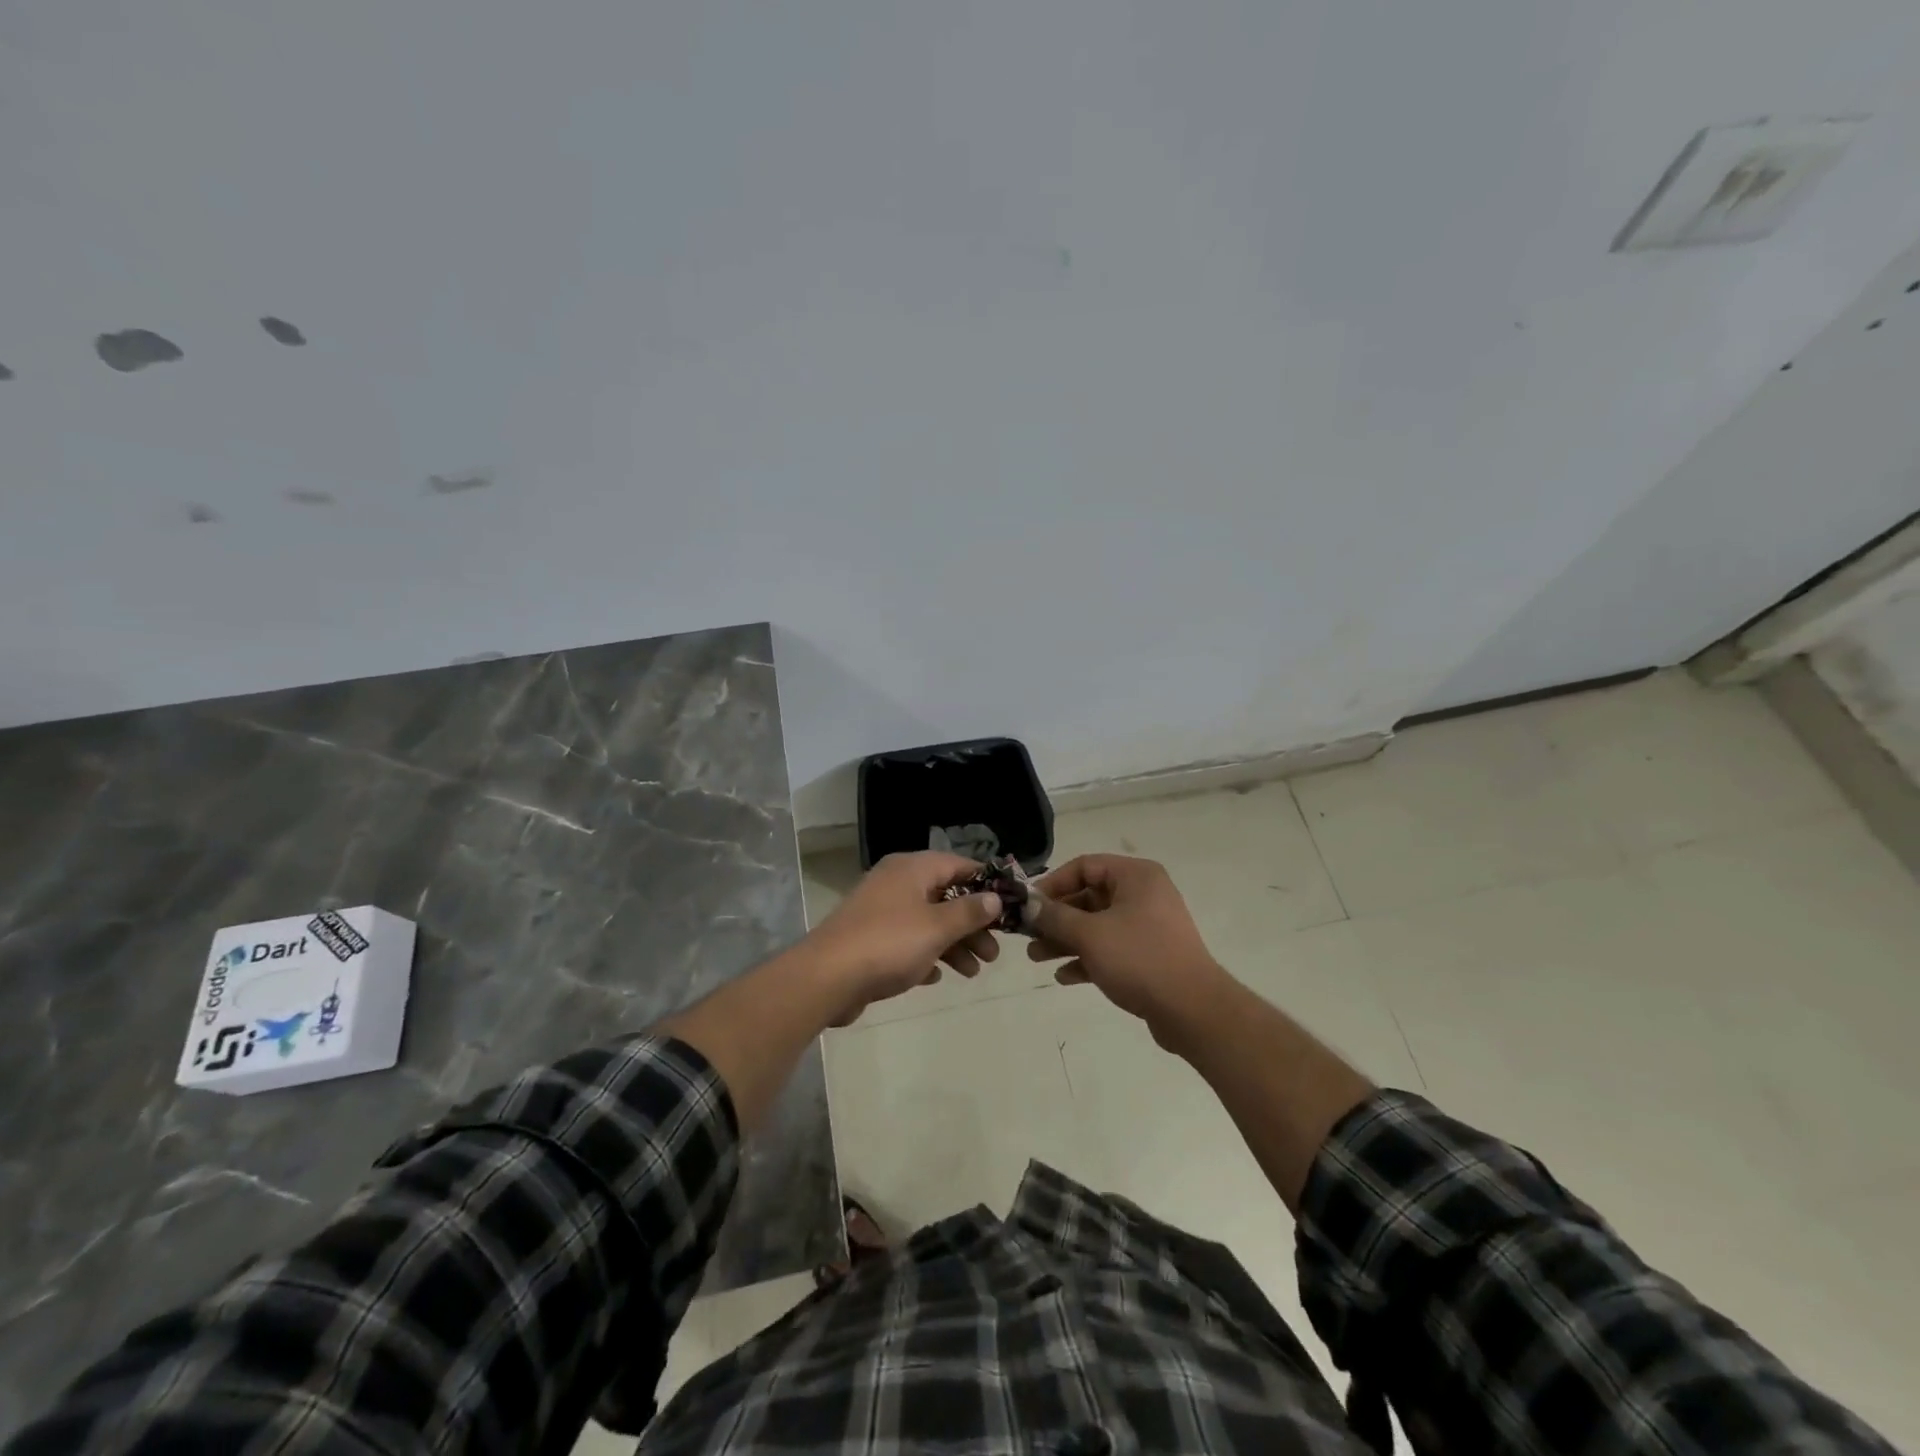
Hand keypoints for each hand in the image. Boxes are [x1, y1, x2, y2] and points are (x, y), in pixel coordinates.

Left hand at [801, 852, 1003, 1024]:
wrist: (827, 978)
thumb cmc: (889, 944)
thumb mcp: (937, 927)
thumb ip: (969, 911)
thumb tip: (995, 897)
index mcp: (912, 869)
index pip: (958, 864)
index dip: (985, 882)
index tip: (1010, 904)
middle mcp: (896, 883)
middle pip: (945, 896)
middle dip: (972, 924)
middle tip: (994, 953)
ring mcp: (881, 911)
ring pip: (928, 922)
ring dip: (954, 944)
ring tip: (974, 972)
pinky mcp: (870, 939)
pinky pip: (907, 942)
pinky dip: (926, 955)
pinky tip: (938, 977)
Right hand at [1027, 854, 1230, 1048]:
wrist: (1192, 1011)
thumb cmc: (1139, 959)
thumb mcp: (1089, 934)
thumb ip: (1055, 916)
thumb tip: (1029, 904)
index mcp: (1135, 876)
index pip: (1084, 866)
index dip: (1053, 883)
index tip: (1029, 905)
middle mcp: (1143, 895)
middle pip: (1089, 897)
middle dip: (1056, 918)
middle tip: (1028, 935)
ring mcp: (1148, 927)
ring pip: (1097, 926)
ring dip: (1065, 940)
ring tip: (1037, 958)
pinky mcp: (1149, 956)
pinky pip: (1110, 949)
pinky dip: (1086, 959)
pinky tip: (1063, 977)